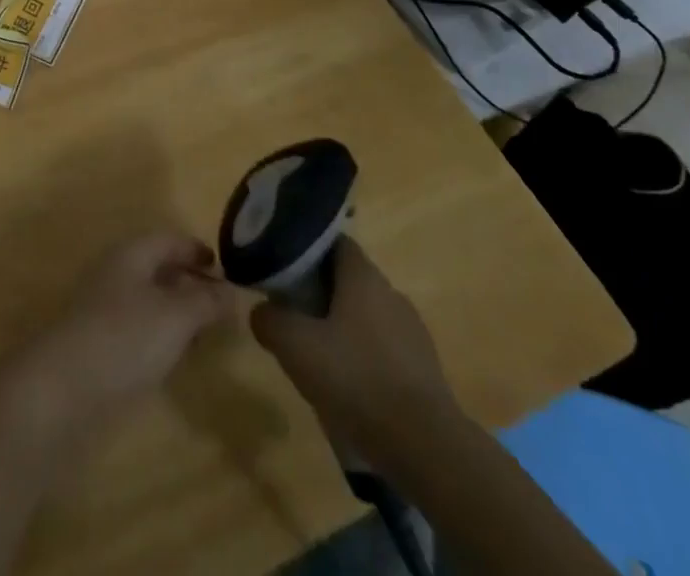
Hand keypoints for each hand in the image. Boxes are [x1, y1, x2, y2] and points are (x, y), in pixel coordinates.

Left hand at [2, 232, 237, 433]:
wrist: (64, 388)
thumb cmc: (125, 338)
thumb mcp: (176, 316)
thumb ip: (206, 302)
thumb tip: (231, 291)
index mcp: (131, 254)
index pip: (169, 239)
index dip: (196, 249)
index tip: (224, 267)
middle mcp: (116, 273)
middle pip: (157, 268)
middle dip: (189, 282)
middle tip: (220, 305)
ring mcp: (104, 309)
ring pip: (148, 299)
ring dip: (176, 311)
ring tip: (204, 333)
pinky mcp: (99, 344)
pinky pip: (137, 328)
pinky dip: (160, 335)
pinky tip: (174, 357)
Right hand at [249, 238, 460, 455]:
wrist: (427, 448)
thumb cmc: (357, 380)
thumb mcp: (295, 346)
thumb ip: (269, 319)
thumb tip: (262, 311)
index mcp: (363, 276)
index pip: (333, 241)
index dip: (306, 249)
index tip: (283, 266)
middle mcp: (391, 292)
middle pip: (348, 279)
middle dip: (320, 291)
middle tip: (292, 314)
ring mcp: (412, 330)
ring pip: (366, 315)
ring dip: (342, 326)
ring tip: (318, 355)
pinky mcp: (425, 368)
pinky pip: (384, 348)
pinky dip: (364, 356)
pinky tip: (350, 385)